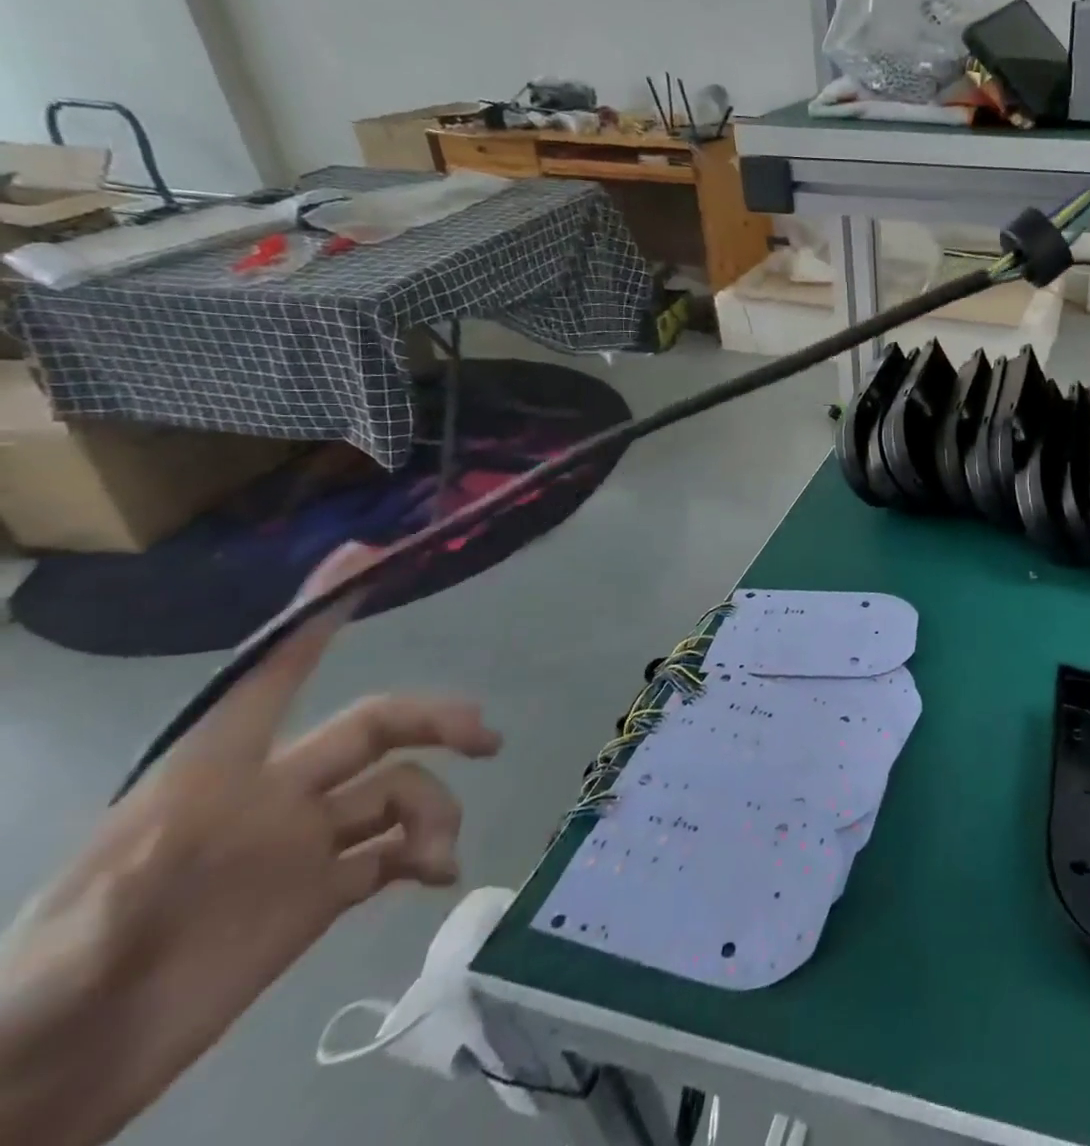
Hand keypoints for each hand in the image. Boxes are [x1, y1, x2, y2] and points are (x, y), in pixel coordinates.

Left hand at [0, 544, 501, 1145]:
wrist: (56, 1089)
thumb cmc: (47, 1003)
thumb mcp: (63, 961)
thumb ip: (123, 900)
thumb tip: (186, 842)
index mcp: (214, 780)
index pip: (275, 675)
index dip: (318, 615)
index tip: (365, 559)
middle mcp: (272, 796)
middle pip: (376, 728)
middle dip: (436, 721)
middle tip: (484, 738)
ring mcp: (302, 843)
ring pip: (400, 792)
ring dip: (435, 814)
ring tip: (440, 857)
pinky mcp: (323, 892)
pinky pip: (397, 852)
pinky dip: (428, 855)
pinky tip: (439, 876)